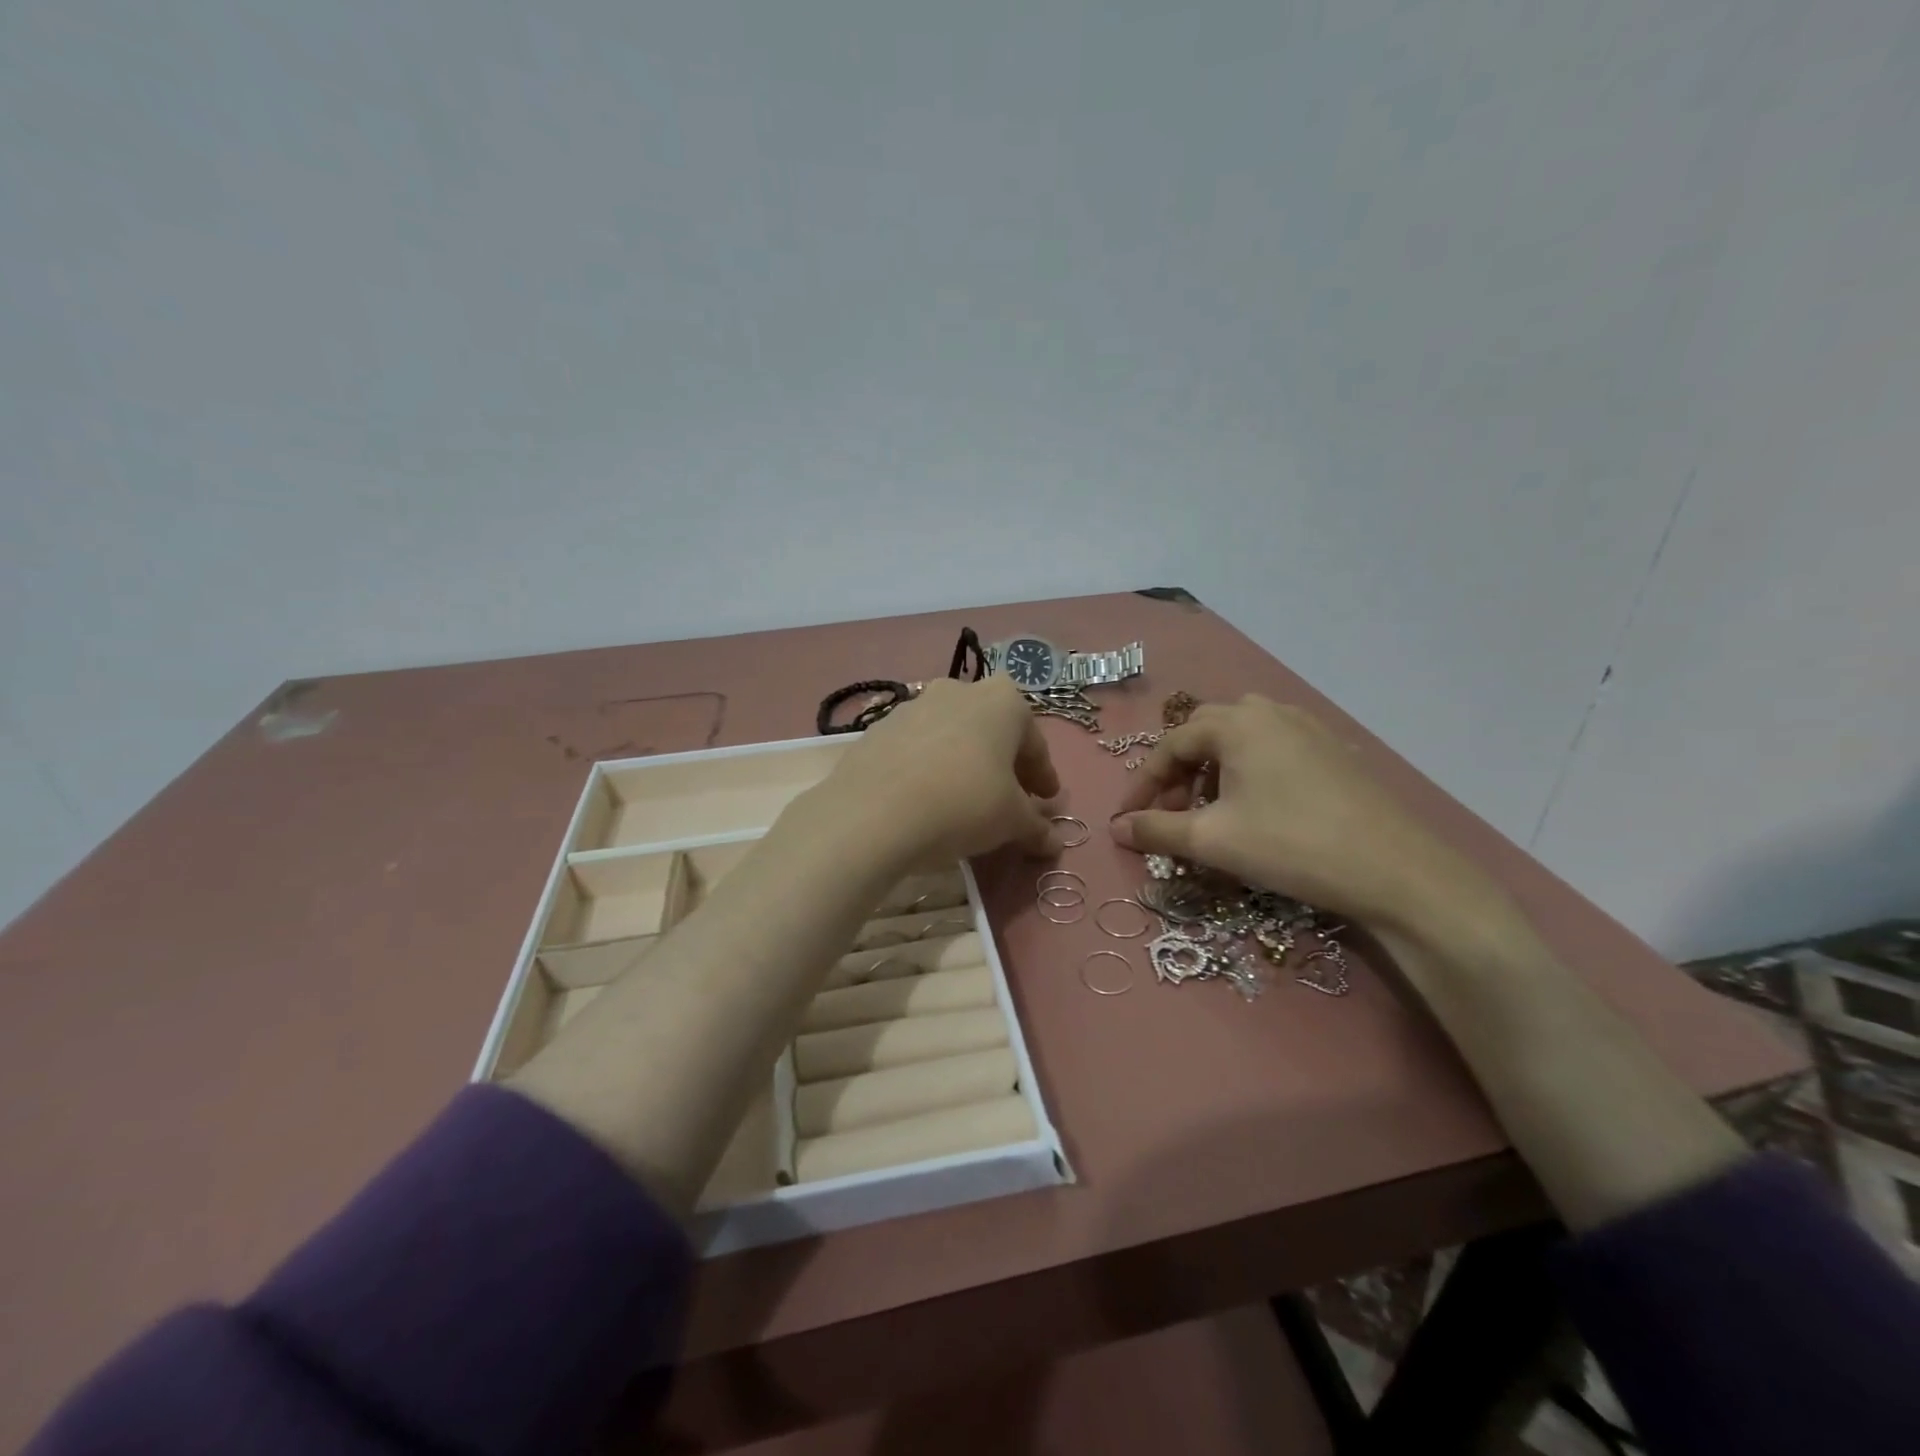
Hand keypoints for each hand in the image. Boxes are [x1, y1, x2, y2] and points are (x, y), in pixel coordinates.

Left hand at [815, 675, 1062, 867]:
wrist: (873, 813)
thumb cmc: (964, 804)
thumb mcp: (1012, 822)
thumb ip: (1037, 827)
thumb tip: (1052, 842)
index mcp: (1002, 701)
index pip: (1033, 741)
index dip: (1042, 775)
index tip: (1046, 801)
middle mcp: (958, 691)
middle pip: (991, 731)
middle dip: (1003, 763)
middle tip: (1008, 798)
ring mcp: (913, 705)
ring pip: (951, 735)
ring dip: (963, 762)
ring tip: (964, 800)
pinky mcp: (878, 728)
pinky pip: (916, 748)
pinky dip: (928, 768)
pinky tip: (925, 799)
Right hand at [1110, 695, 1505, 935]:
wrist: (1397, 872)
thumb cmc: (1291, 845)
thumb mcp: (1212, 840)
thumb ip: (1156, 830)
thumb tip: (1115, 828)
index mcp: (1236, 722)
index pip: (1170, 745)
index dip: (1143, 784)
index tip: (1127, 820)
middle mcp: (1270, 712)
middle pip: (1204, 735)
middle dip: (1177, 774)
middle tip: (1169, 814)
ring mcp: (1308, 728)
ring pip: (1240, 742)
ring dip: (1212, 773)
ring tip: (1209, 814)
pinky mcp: (1334, 752)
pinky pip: (1272, 751)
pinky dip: (1247, 775)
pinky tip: (1255, 811)